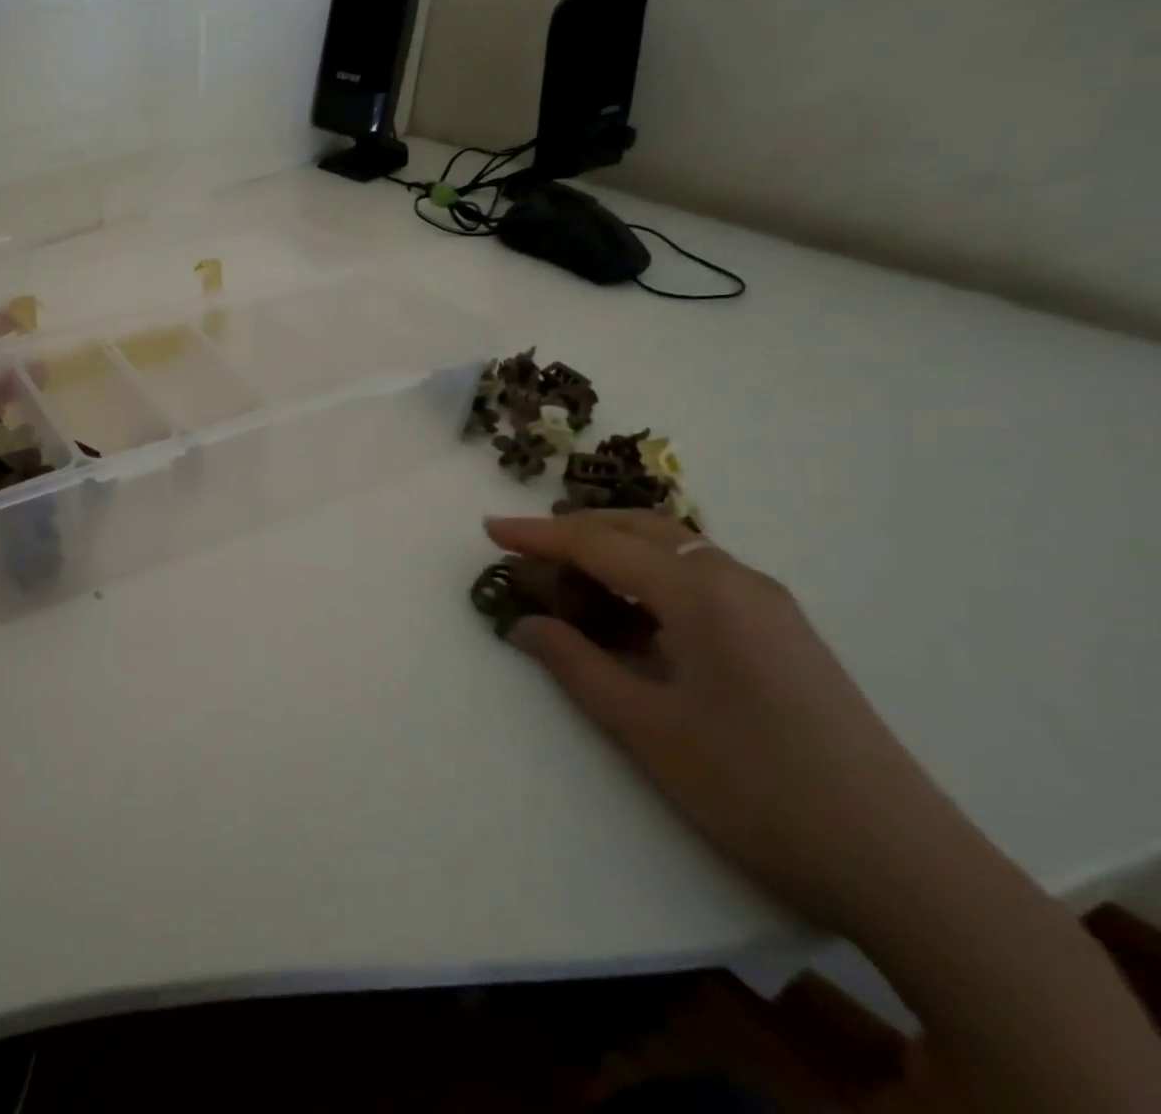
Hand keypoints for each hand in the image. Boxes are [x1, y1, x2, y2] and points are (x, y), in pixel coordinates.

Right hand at [486, 512, 975, 936]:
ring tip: (567, 574)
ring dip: (614, 550)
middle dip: (576, 531)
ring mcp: (768, 605)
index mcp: (701, 594)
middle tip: (525, 548)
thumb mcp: (648, 729)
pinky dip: (650, 577)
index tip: (489, 530)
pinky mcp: (784, 633)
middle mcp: (737, 581)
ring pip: (674, 550)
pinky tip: (630, 612)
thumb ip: (577, 666)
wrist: (905, 865)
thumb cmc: (758, 789)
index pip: (601, 545)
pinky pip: (700, 578)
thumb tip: (527, 625)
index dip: (538, 536)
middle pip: (640, 530)